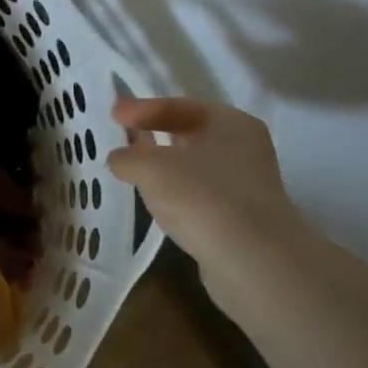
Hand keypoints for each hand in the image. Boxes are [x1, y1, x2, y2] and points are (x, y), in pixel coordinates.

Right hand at [106, 97, 309, 274]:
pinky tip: (156, 202)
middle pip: (190, 133)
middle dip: (155, 134)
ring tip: (132, 171)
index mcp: (230, 122)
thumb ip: (127, 156)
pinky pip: (199, 194)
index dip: (142, 108)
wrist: (254, 261)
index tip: (113, 115)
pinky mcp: (240, 217)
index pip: (179, 105)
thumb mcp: (150, 167)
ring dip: (164, 167)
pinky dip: (176, 193)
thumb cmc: (202, 197)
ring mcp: (247, 185)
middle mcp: (245, 147)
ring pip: (194, 165)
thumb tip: (119, 159)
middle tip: (122, 137)